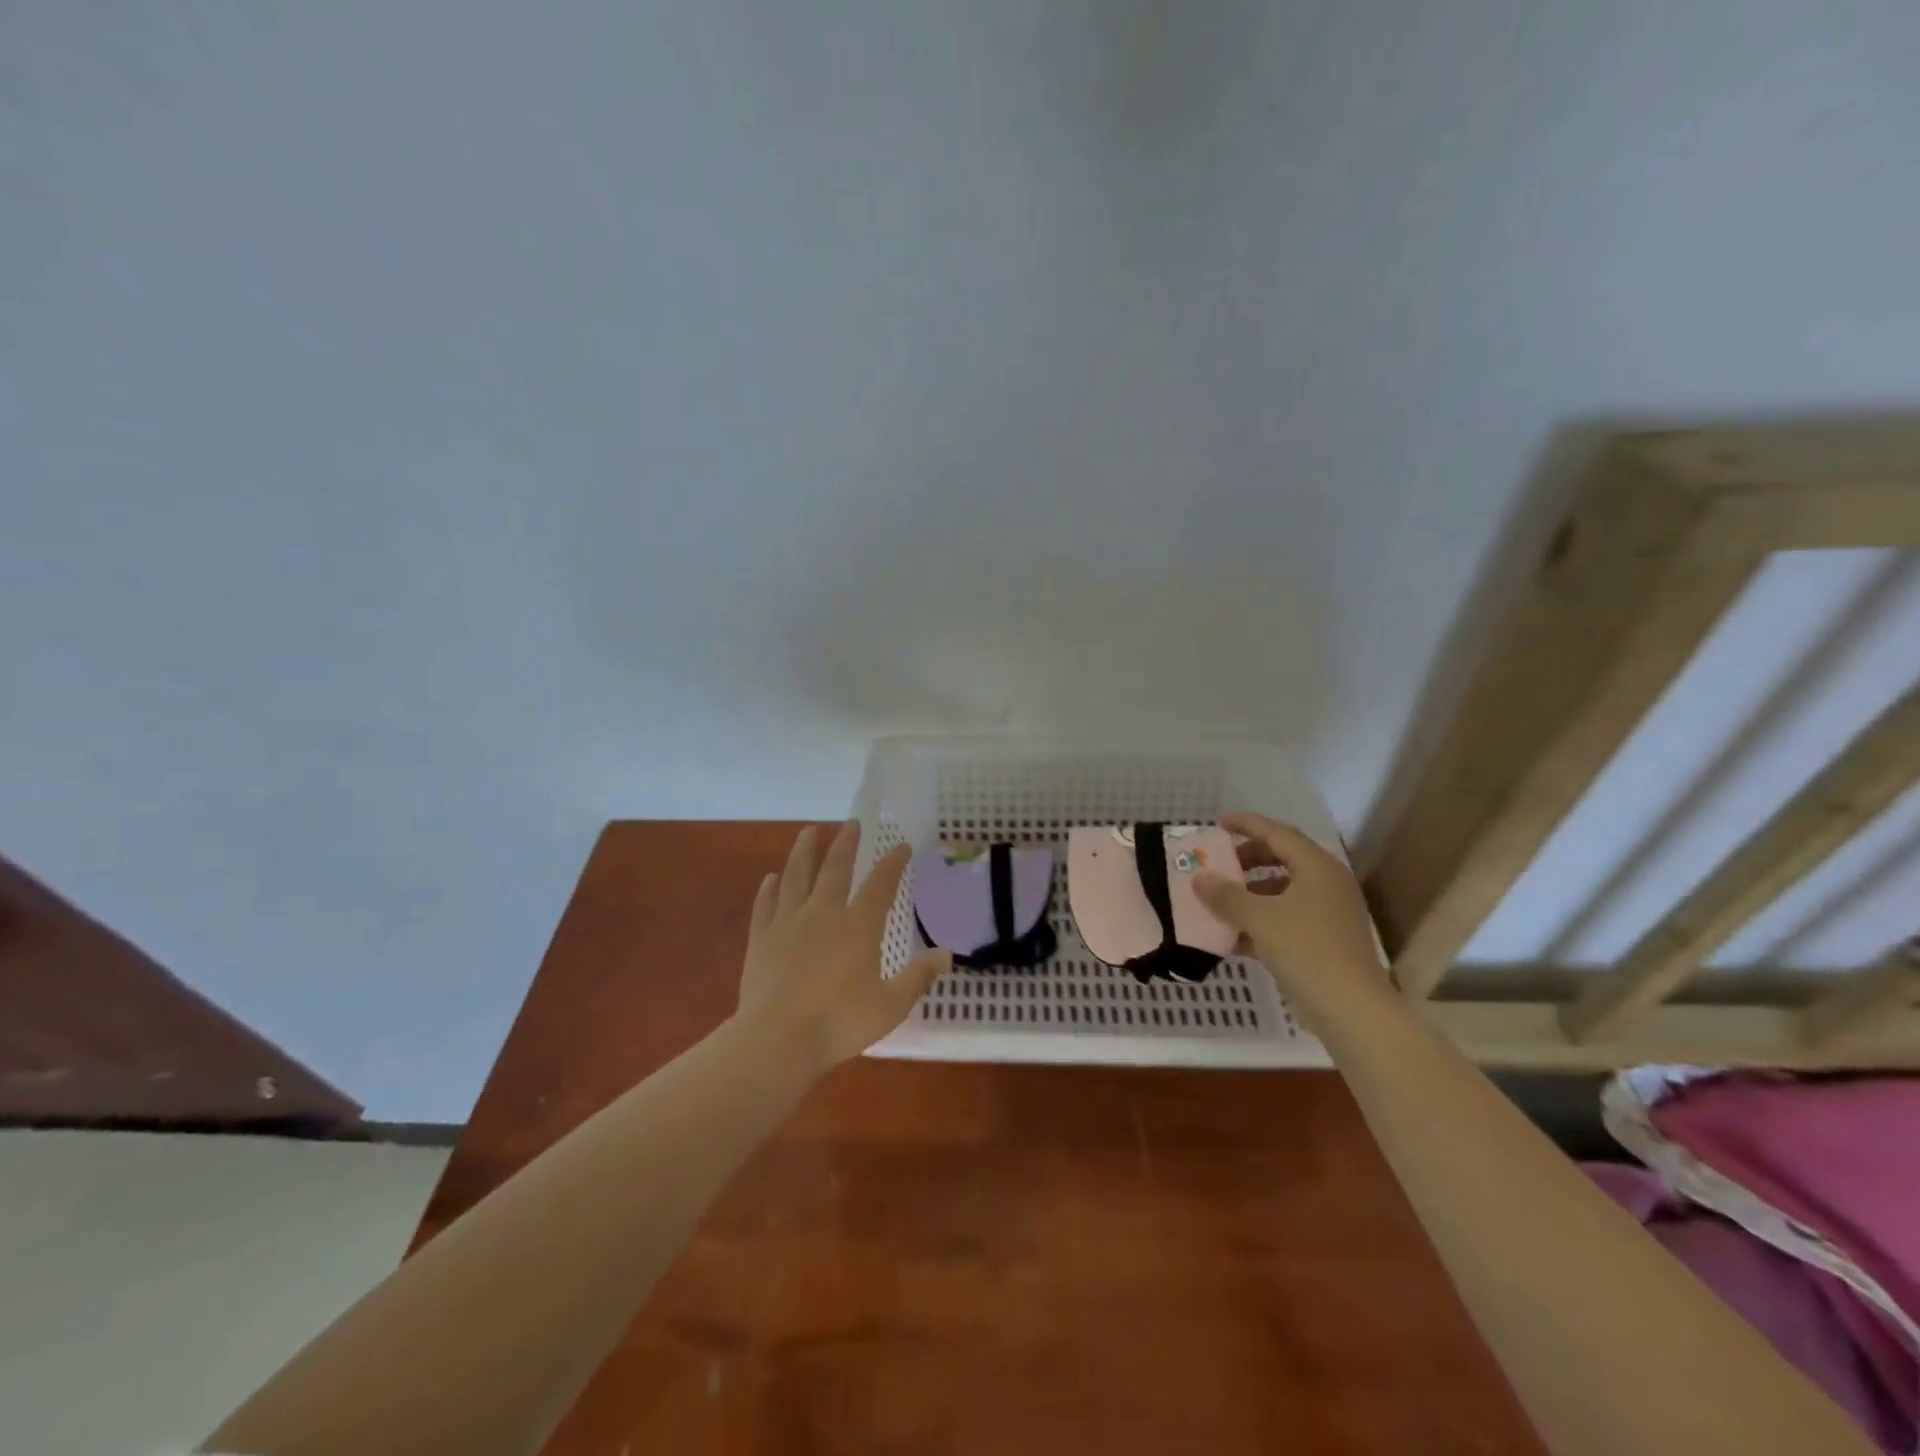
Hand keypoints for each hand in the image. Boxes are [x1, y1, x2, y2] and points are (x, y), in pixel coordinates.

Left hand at [734, 822, 949, 1073]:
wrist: (777, 1041)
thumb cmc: (839, 1024)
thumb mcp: (891, 1006)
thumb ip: (918, 977)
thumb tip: (946, 954)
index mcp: (858, 926)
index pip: (880, 884)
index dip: (892, 862)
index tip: (901, 845)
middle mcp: (823, 913)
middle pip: (835, 868)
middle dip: (846, 843)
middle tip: (851, 823)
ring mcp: (788, 923)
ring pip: (796, 876)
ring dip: (804, 851)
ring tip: (809, 831)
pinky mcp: (761, 939)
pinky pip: (765, 905)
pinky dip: (769, 889)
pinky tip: (770, 879)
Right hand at [1190, 812, 1385, 1002]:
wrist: (1350, 1010)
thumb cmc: (1306, 950)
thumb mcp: (1259, 918)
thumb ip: (1226, 895)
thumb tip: (1200, 878)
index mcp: (1317, 868)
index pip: (1279, 834)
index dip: (1248, 824)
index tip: (1220, 823)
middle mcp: (1326, 885)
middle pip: (1282, 859)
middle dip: (1248, 859)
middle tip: (1219, 863)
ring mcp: (1327, 915)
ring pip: (1282, 892)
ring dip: (1250, 893)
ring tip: (1219, 901)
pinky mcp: (1322, 942)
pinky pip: (1285, 919)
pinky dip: (1259, 921)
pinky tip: (1231, 936)